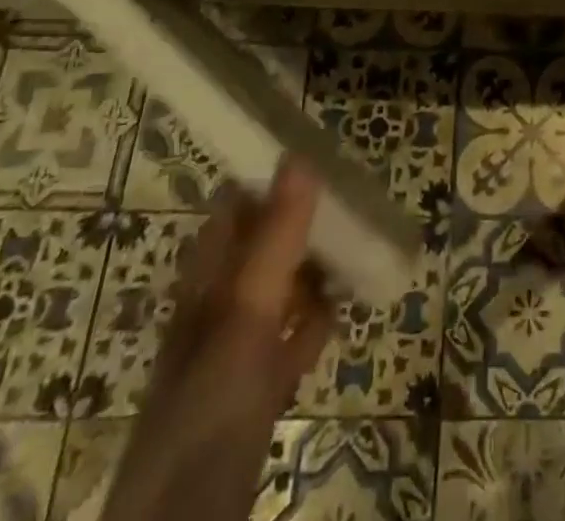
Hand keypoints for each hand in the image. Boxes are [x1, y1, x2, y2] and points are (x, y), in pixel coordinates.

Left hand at [101, 160, 333, 520]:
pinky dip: (313, 323)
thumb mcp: (246, 314)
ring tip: (357, 248)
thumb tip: (301, 155)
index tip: (324, 158)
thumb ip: (275, 238)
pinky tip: (339, 316)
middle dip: (303, 223)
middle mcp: (217, 306)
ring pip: (279, 290)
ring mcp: (234, 353)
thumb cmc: (208, 409)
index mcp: (206, 279)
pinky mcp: (253, 394)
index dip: (273, 179)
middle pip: (262, 245)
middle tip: (354, 203)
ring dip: (312, 270)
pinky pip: (289, 341)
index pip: (236, 205)